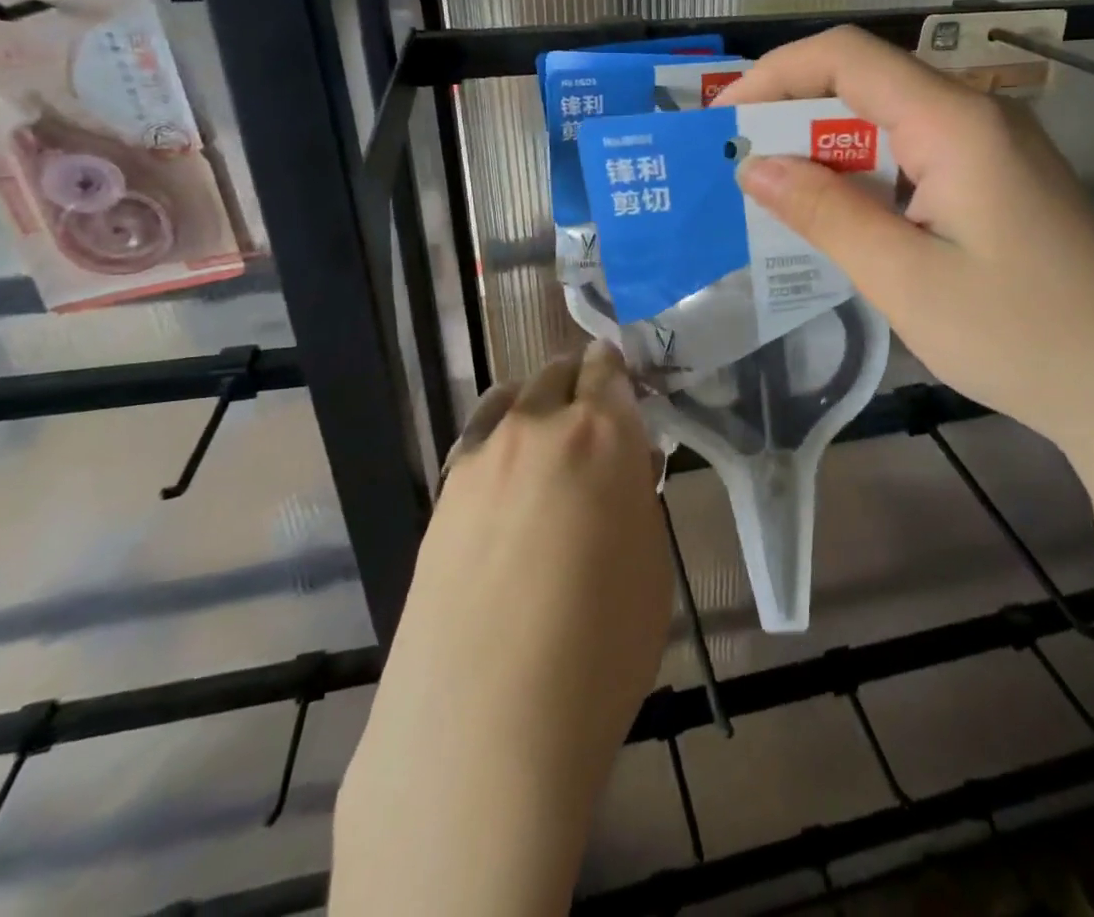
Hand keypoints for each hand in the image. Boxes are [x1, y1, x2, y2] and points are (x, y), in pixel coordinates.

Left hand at [335, 341, 670, 915]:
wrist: (483, 725)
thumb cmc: (600, 649)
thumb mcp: (651, 567)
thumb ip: (637, 498)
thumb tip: (627, 467)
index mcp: (603, 433)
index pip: (609, 369)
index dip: (617, 370)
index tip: (624, 385)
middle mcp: (539, 426)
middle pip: (557, 374)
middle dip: (579, 383)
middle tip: (593, 422)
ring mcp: (481, 456)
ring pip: (510, 397)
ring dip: (533, 404)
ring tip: (545, 442)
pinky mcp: (442, 494)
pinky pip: (475, 440)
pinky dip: (496, 440)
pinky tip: (503, 485)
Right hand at [715, 26, 1093, 464]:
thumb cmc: (1019, 336)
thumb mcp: (905, 279)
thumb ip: (826, 213)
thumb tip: (754, 166)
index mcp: (958, 122)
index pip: (848, 57)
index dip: (775, 75)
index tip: (725, 121)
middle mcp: (980, 114)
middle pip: (869, 83)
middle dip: (796, 117)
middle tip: (741, 168)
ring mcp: (998, 146)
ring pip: (892, 121)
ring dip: (831, 152)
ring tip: (779, 198)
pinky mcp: (1004, 180)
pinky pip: (920, 155)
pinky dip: (870, 177)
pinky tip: (846, 220)